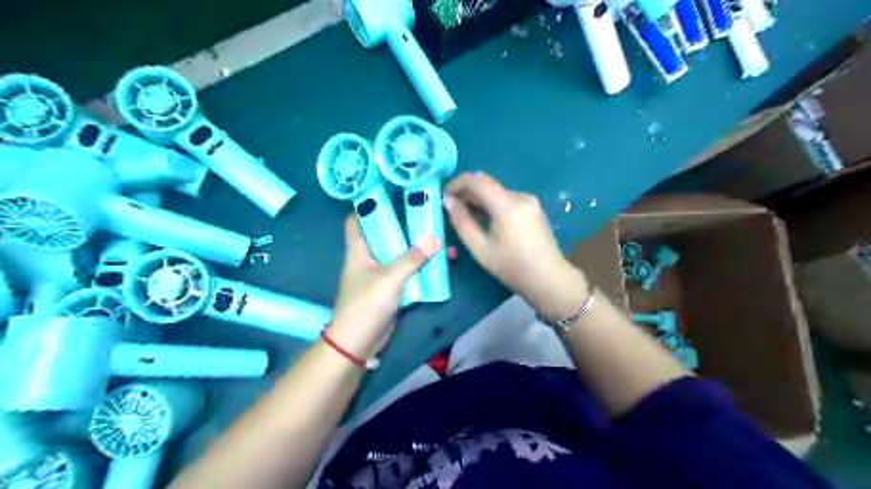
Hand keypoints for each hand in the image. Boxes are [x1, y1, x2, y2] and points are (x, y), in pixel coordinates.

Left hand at [327, 215, 439, 359]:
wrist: (359, 342)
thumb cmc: (366, 304)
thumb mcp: (390, 279)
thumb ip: (412, 259)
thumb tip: (434, 238)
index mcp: (358, 250)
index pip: (356, 219)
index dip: (368, 204)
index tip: (389, 191)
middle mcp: (368, 258)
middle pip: (384, 233)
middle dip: (403, 223)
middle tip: (424, 210)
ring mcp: (380, 273)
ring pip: (398, 253)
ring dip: (416, 246)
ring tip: (439, 234)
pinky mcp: (390, 288)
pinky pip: (406, 271)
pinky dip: (420, 266)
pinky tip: (438, 261)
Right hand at [445, 172, 587, 320]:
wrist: (548, 278)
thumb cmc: (512, 267)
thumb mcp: (480, 249)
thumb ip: (462, 222)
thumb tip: (447, 201)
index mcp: (507, 205)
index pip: (477, 180)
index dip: (457, 183)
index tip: (444, 194)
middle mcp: (520, 196)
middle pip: (487, 184)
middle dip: (466, 192)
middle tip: (450, 206)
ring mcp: (529, 200)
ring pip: (496, 192)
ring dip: (479, 199)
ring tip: (465, 214)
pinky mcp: (533, 207)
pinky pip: (507, 199)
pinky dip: (492, 204)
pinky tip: (485, 219)